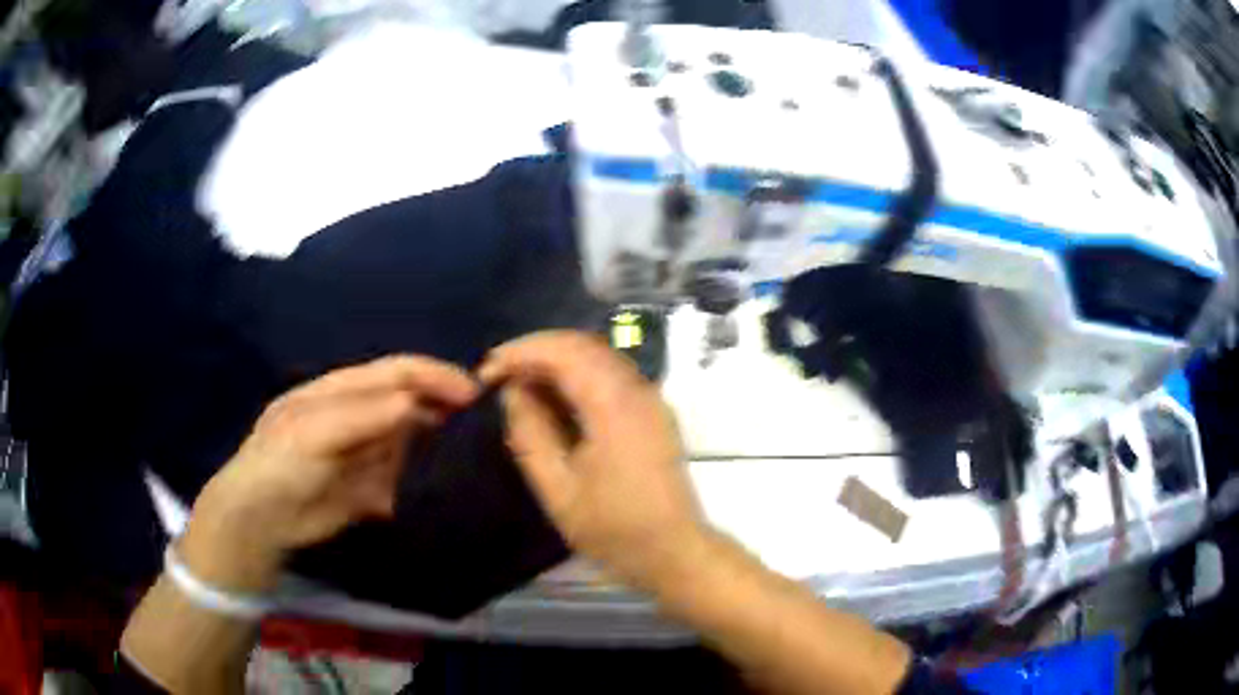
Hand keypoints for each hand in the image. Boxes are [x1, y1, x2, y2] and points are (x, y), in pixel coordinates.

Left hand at [182, 356, 478, 591]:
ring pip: (412, 444)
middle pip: (410, 405)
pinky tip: (445, 492)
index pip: (396, 372)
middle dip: (446, 410)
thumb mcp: (312, 431)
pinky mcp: (370, 491)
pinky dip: (423, 486)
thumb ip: (362, 415)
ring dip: (440, 449)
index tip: (474, 393)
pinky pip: (404, 483)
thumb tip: (415, 403)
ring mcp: (365, 455)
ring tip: (477, 459)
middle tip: (486, 428)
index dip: (434, 376)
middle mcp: (359, 417)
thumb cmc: (279, 463)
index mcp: (343, 391)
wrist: (259, 521)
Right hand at [481, 331, 706, 592]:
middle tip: (499, 375)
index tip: (487, 372)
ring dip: (556, 362)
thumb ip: (531, 434)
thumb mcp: (558, 489)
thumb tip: (513, 392)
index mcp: (614, 405)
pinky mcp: (653, 411)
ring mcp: (650, 398)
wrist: (674, 551)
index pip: (564, 351)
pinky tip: (554, 399)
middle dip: (536, 352)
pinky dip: (577, 376)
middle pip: (582, 345)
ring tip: (519, 384)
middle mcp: (637, 389)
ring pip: (597, 357)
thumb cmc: (614, 528)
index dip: (521, 352)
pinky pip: (610, 375)